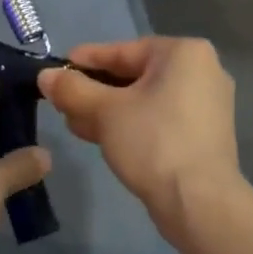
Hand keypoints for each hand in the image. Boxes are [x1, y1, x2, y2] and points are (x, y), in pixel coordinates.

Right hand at [38, 37, 241, 226]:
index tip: (56, 68)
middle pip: (134, 75)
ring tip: (74, 124)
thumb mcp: (105, 112)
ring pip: (145, 100)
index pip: (123, 51)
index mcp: (184, 53)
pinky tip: (101, 137)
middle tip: (62, 102)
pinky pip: (159, 119)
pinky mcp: (204, 135)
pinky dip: (131, 124)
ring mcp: (206, 105)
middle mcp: (202, 71)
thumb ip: (73, 89)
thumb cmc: (153, 142)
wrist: (200, 202)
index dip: (85, 60)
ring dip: (107, 111)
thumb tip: (46, 76)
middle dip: (94, 91)